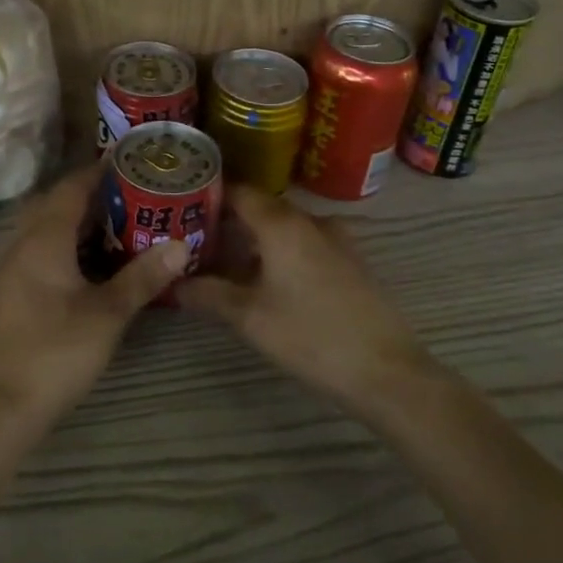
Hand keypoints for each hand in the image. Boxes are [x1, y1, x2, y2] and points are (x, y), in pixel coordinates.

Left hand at [0, 165, 186, 426]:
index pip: (72, 187)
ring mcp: (13, 269)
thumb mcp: (107, 314)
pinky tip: (93, 266)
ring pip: (48, 229)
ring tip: (121, 224)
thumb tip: (181, 245)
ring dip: (80, 222)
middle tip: (133, 194)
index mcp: (44, 238)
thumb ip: (142, 278)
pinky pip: (42, 251)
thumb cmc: (54, 352)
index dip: (100, 171)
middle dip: (92, 194)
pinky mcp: (12, 293)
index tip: (131, 162)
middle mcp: (23, 243)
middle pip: (57, 204)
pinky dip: (68, 246)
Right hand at [177, 186, 435, 422]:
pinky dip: (279, 252)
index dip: (208, 195)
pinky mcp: (350, 260)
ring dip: (254, 239)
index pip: (237, 190)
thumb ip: (208, 294)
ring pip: (283, 227)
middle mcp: (309, 220)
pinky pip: (304, 243)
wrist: (388, 372)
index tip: (180, 206)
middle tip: (194, 238)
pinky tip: (265, 279)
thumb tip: (174, 283)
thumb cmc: (311, 336)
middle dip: (227, 221)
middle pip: (260, 208)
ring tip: (223, 261)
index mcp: (281, 223)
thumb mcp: (249, 318)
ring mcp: (336, 239)